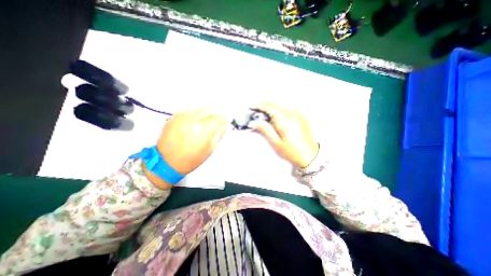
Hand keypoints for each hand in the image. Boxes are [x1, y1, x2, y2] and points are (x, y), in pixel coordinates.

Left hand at [156, 108, 228, 174]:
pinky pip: (187, 110)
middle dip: (216, 114)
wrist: (166, 163)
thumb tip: (225, 126)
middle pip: (209, 111)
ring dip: (206, 110)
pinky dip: (195, 111)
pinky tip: (197, 115)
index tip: (227, 120)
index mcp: (204, 130)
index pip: (218, 119)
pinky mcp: (173, 118)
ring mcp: (182, 117)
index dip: (224, 118)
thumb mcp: (209, 150)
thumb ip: (219, 136)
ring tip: (209, 114)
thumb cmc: (191, 159)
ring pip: (198, 108)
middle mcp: (193, 120)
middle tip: (218, 118)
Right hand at [250, 102, 318, 167]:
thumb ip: (265, 130)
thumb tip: (254, 122)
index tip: (252, 105)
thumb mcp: (276, 143)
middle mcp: (292, 115)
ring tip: (264, 106)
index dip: (260, 106)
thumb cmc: (292, 152)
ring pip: (283, 104)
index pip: (270, 108)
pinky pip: (289, 106)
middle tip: (256, 105)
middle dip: (265, 103)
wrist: (310, 156)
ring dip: (272, 103)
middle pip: (276, 104)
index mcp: (285, 121)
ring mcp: (298, 115)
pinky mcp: (302, 117)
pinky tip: (278, 109)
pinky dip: (281, 105)